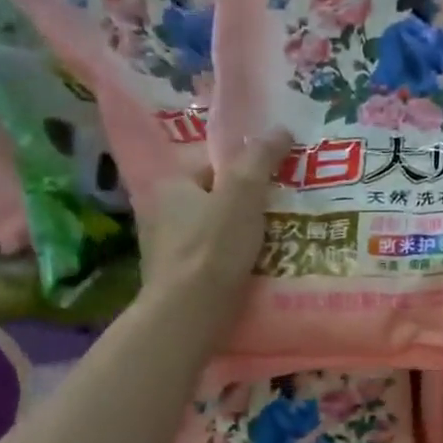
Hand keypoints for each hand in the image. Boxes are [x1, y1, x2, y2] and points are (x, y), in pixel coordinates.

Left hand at [137, 128, 291, 309]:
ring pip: (214, 233)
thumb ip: (260, 159)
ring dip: (241, 237)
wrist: (189, 314)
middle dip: (245, 207)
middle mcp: (161, 214)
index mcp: (170, 186)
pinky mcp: (177, 280)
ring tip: (276, 245)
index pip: (212, 166)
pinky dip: (232, 262)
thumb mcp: (242, 194)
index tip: (272, 187)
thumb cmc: (213, 248)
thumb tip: (280, 128)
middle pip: (215, 200)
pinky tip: (255, 271)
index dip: (244, 172)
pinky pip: (212, 260)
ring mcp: (166, 250)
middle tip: (281, 216)